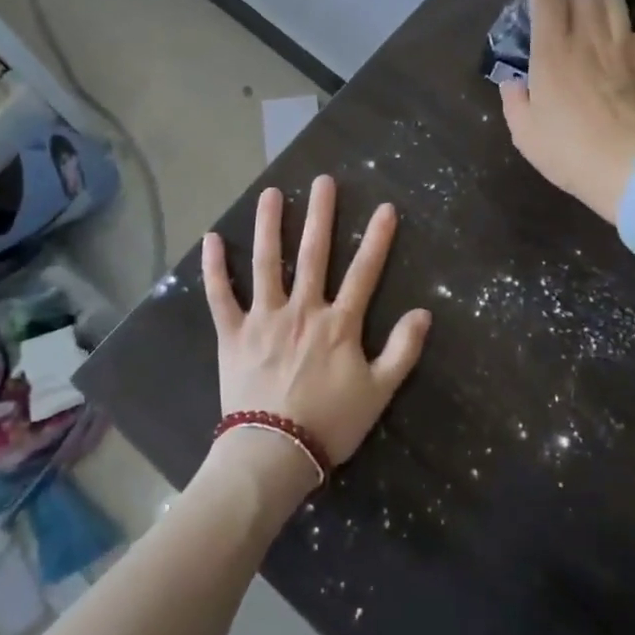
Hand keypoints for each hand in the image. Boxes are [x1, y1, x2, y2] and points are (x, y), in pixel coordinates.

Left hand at [201, 177, 430, 478]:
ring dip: (268, 226)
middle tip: (323, 181)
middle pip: (313, 254)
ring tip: (270, 194)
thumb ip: (402, 351)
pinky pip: (220, 295)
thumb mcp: (378, 392)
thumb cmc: (330, 424)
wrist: (274, 453)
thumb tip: (424, 313)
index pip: (363, 272)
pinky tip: (211, 238)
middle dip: (320, 215)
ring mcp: (263, 319)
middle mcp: (301, 310)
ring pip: (266, 263)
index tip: (385, 208)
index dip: (377, 239)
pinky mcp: (232, 334)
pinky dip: (214, 267)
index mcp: (338, 324)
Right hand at [500, 0, 634, 222]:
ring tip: (587, 5)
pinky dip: (619, 27)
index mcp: (553, 52)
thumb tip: (514, 81)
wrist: (632, 171)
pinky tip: (615, 41)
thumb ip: (513, 100)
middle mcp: (590, 39)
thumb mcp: (524, 133)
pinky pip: (634, 30)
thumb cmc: (570, 153)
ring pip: (612, 1)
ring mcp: (625, 48)